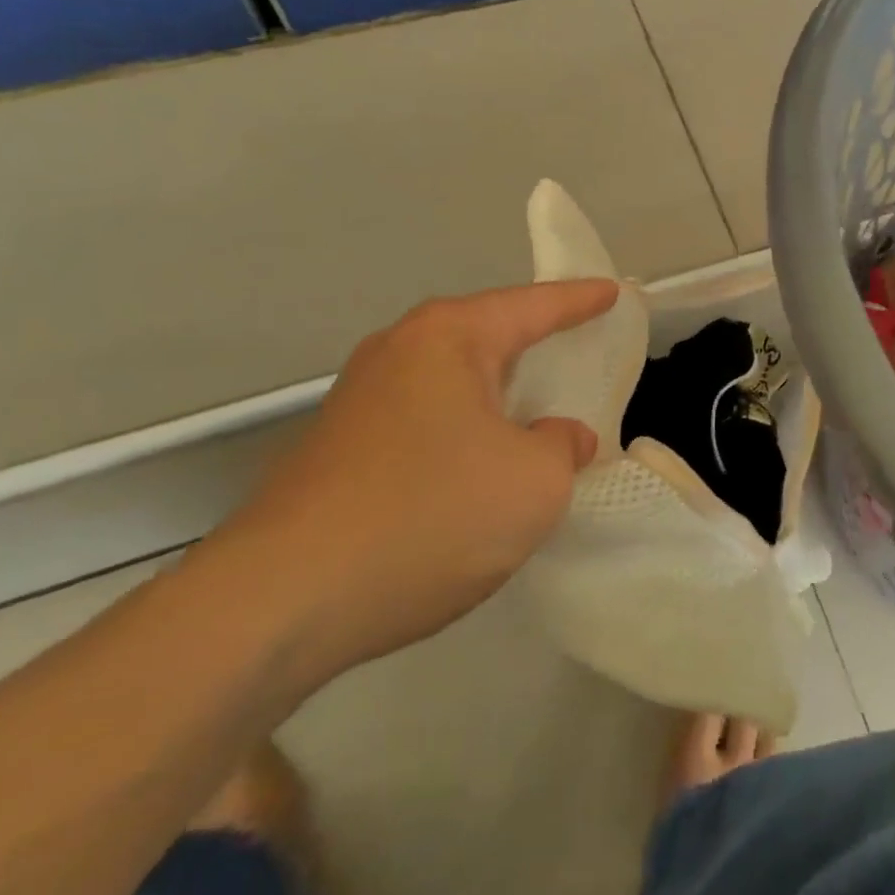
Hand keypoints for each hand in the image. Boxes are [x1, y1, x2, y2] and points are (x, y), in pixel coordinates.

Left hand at [208, 280, 618, 679]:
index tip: (613, 292)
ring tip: (536, 412)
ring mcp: (360, 402)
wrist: (281, 602)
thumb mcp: (533, 482)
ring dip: (497, 397)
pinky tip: (478, 470)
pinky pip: (426, 422)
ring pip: (453, 385)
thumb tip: (558, 437)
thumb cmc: (428, 515)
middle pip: (486, 337)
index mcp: (447, 339)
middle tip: (576, 346)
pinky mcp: (339, 450)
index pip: (532, 307)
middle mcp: (398, 353)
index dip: (579, 301)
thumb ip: (563, 447)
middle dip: (533, 343)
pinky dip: (464, 432)